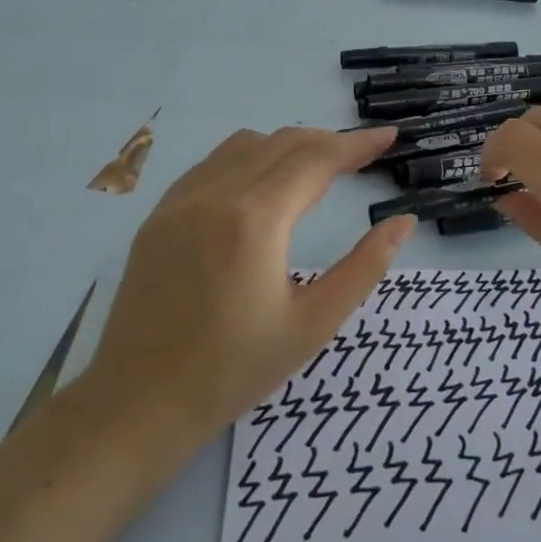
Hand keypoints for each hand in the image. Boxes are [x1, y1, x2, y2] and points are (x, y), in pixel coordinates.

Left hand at [86, 125, 415, 437]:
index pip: (317, 159)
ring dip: (289, 145)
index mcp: (256, 219)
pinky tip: (262, 183)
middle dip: (330, 142)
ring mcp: (180, 201)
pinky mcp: (159, 215)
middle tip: (364, 156)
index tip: (389, 137)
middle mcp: (215, 194)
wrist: (137, 404)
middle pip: (284, 142)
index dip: (358, 144)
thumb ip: (364, 267)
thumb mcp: (313, 324)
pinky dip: (250, 157)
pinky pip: (213, 163)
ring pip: (246, 144)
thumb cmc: (233, 370)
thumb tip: (403, 222)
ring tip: (318, 167)